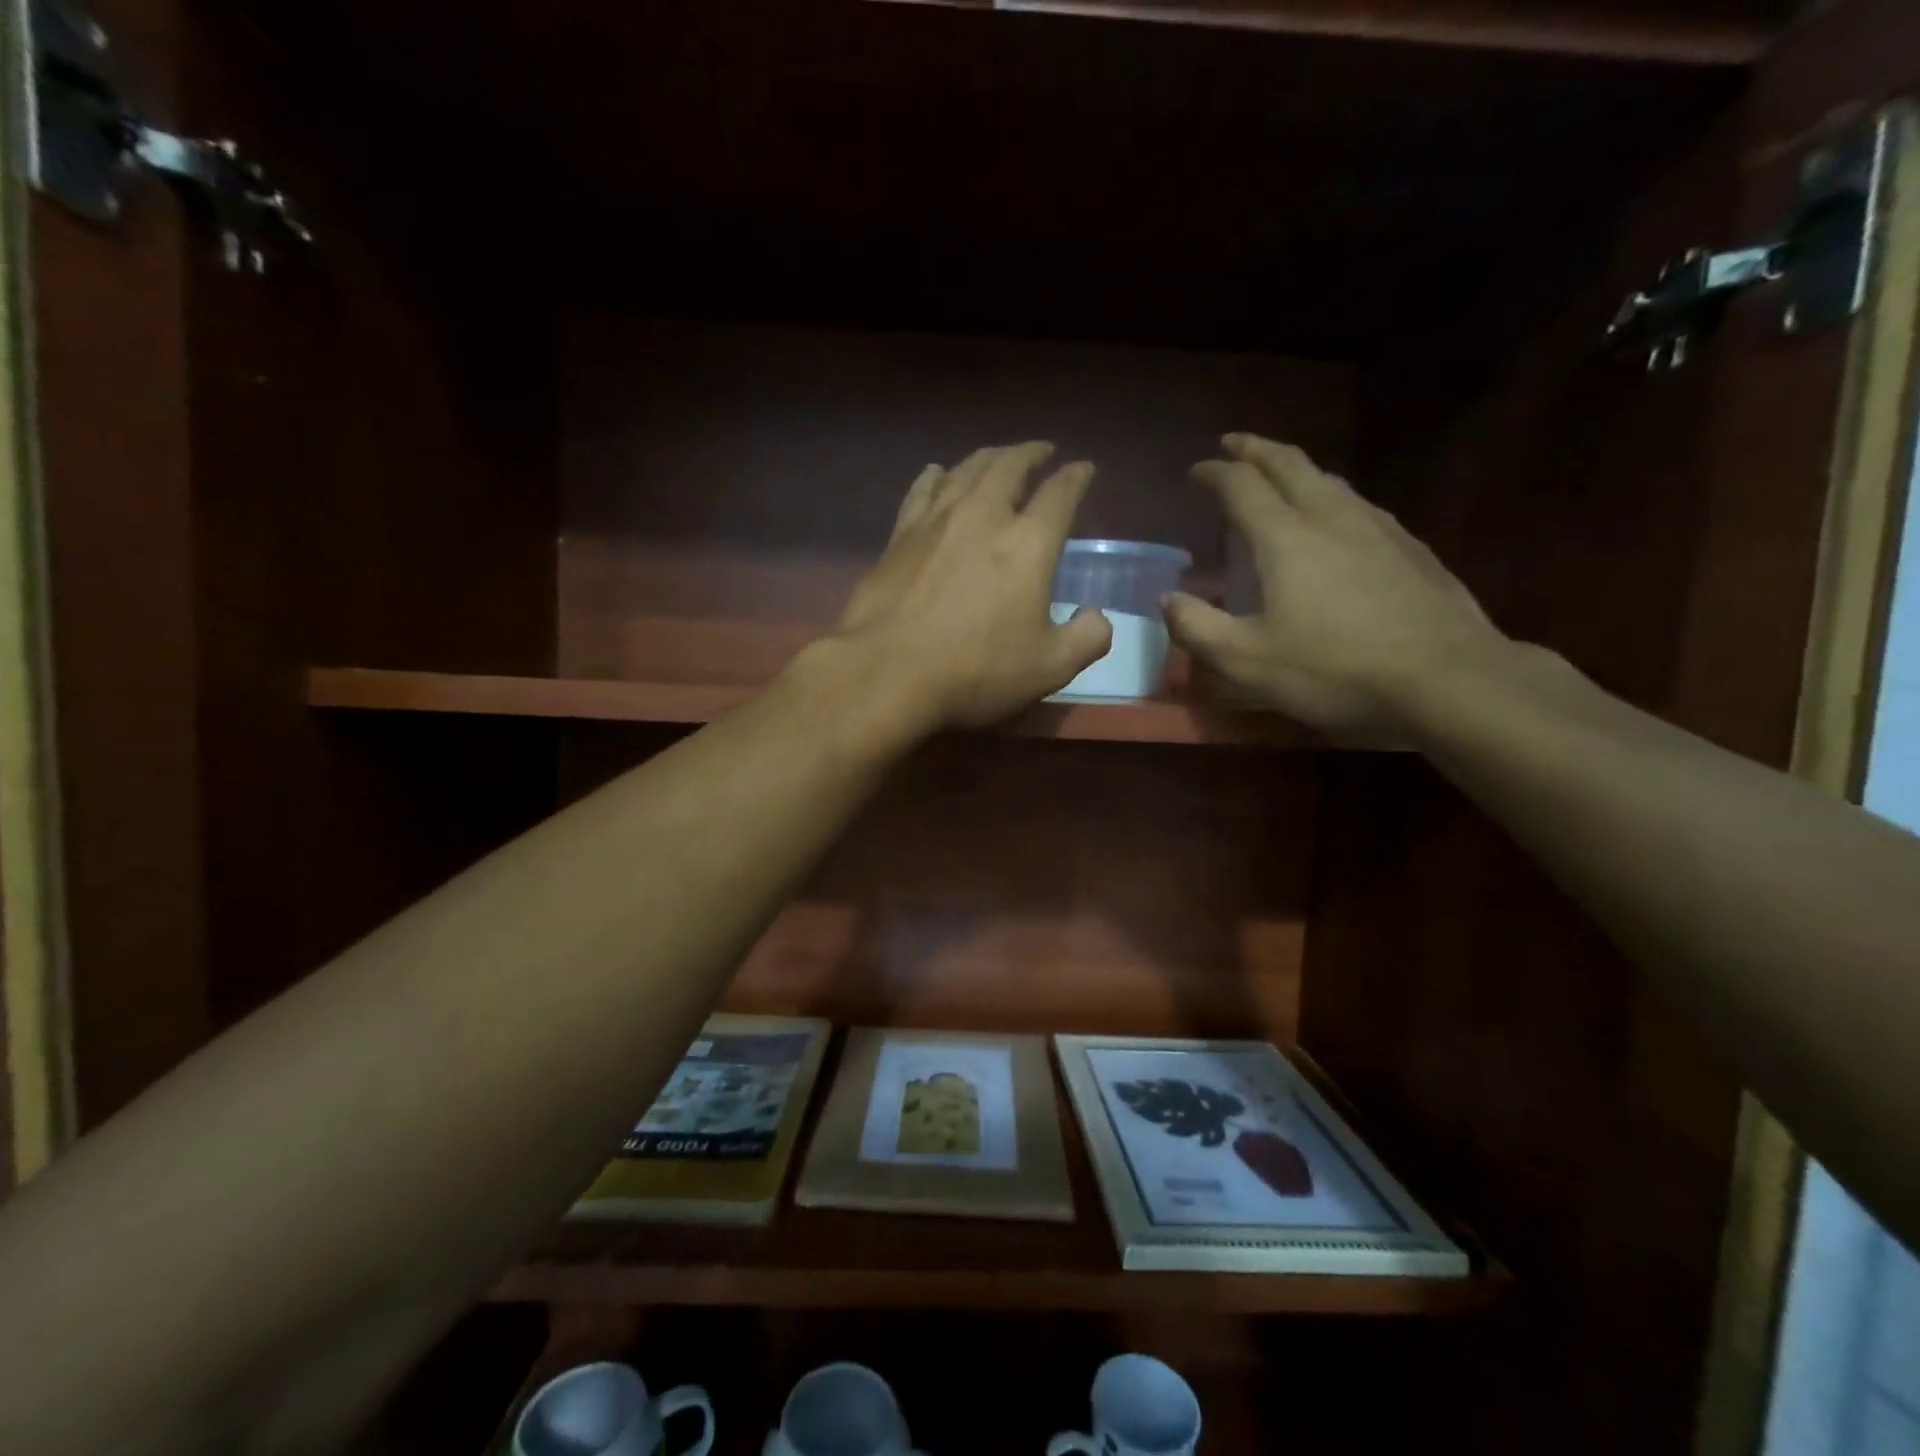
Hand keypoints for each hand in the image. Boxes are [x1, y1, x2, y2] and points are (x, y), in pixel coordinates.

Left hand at [831, 442, 1112, 729]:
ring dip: (988, 457)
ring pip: (965, 469)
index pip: (1060, 494)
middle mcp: (984, 516)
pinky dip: (936, 476)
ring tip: (998, 456)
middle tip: (1041, 450)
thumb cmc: (975, 671)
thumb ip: (1087, 639)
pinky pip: (922, 489)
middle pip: (1010, 465)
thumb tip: (1097, 617)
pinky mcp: (899, 536)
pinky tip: (937, 473)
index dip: (1077, 476)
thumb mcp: (1049, 668)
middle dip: (1031, 453)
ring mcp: (936, 521)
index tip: (1084, 468)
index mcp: (1028, 543)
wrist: (887, 671)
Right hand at [1164, 434, 1509, 732]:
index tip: (1195, 469)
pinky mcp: (1409, 546)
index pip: (1241, 486)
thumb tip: (1168, 599)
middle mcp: (1330, 516)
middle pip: (1289, 464)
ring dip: (1295, 468)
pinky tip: (1336, 518)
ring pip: (1329, 479)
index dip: (1214, 473)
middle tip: (1234, 443)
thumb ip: (1198, 628)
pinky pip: (1358, 503)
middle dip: (1256, 449)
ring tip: (1280, 475)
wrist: (1447, 677)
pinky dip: (1330, 495)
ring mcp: (1377, 527)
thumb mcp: (1247, 661)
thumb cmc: (1334, 669)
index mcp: (1285, 537)